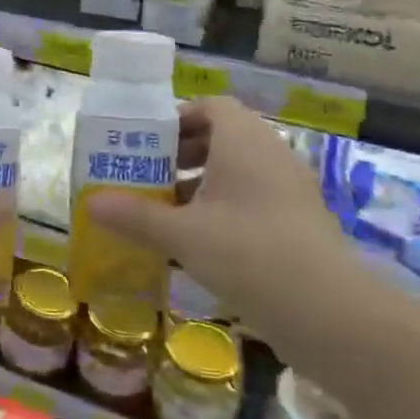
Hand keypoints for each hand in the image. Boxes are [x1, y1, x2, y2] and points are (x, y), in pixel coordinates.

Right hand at [86, 96, 366, 349]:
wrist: (329, 311)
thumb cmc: (247, 252)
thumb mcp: (182, 234)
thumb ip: (135, 216)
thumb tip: (90, 203)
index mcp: (243, 141)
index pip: (211, 107)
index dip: (178, 119)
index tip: (148, 144)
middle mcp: (271, 154)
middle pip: (224, 137)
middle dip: (184, 154)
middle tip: (151, 177)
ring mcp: (291, 189)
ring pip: (240, 171)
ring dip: (203, 184)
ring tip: (169, 213)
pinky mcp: (300, 222)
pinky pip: (256, 198)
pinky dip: (226, 209)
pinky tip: (201, 243)